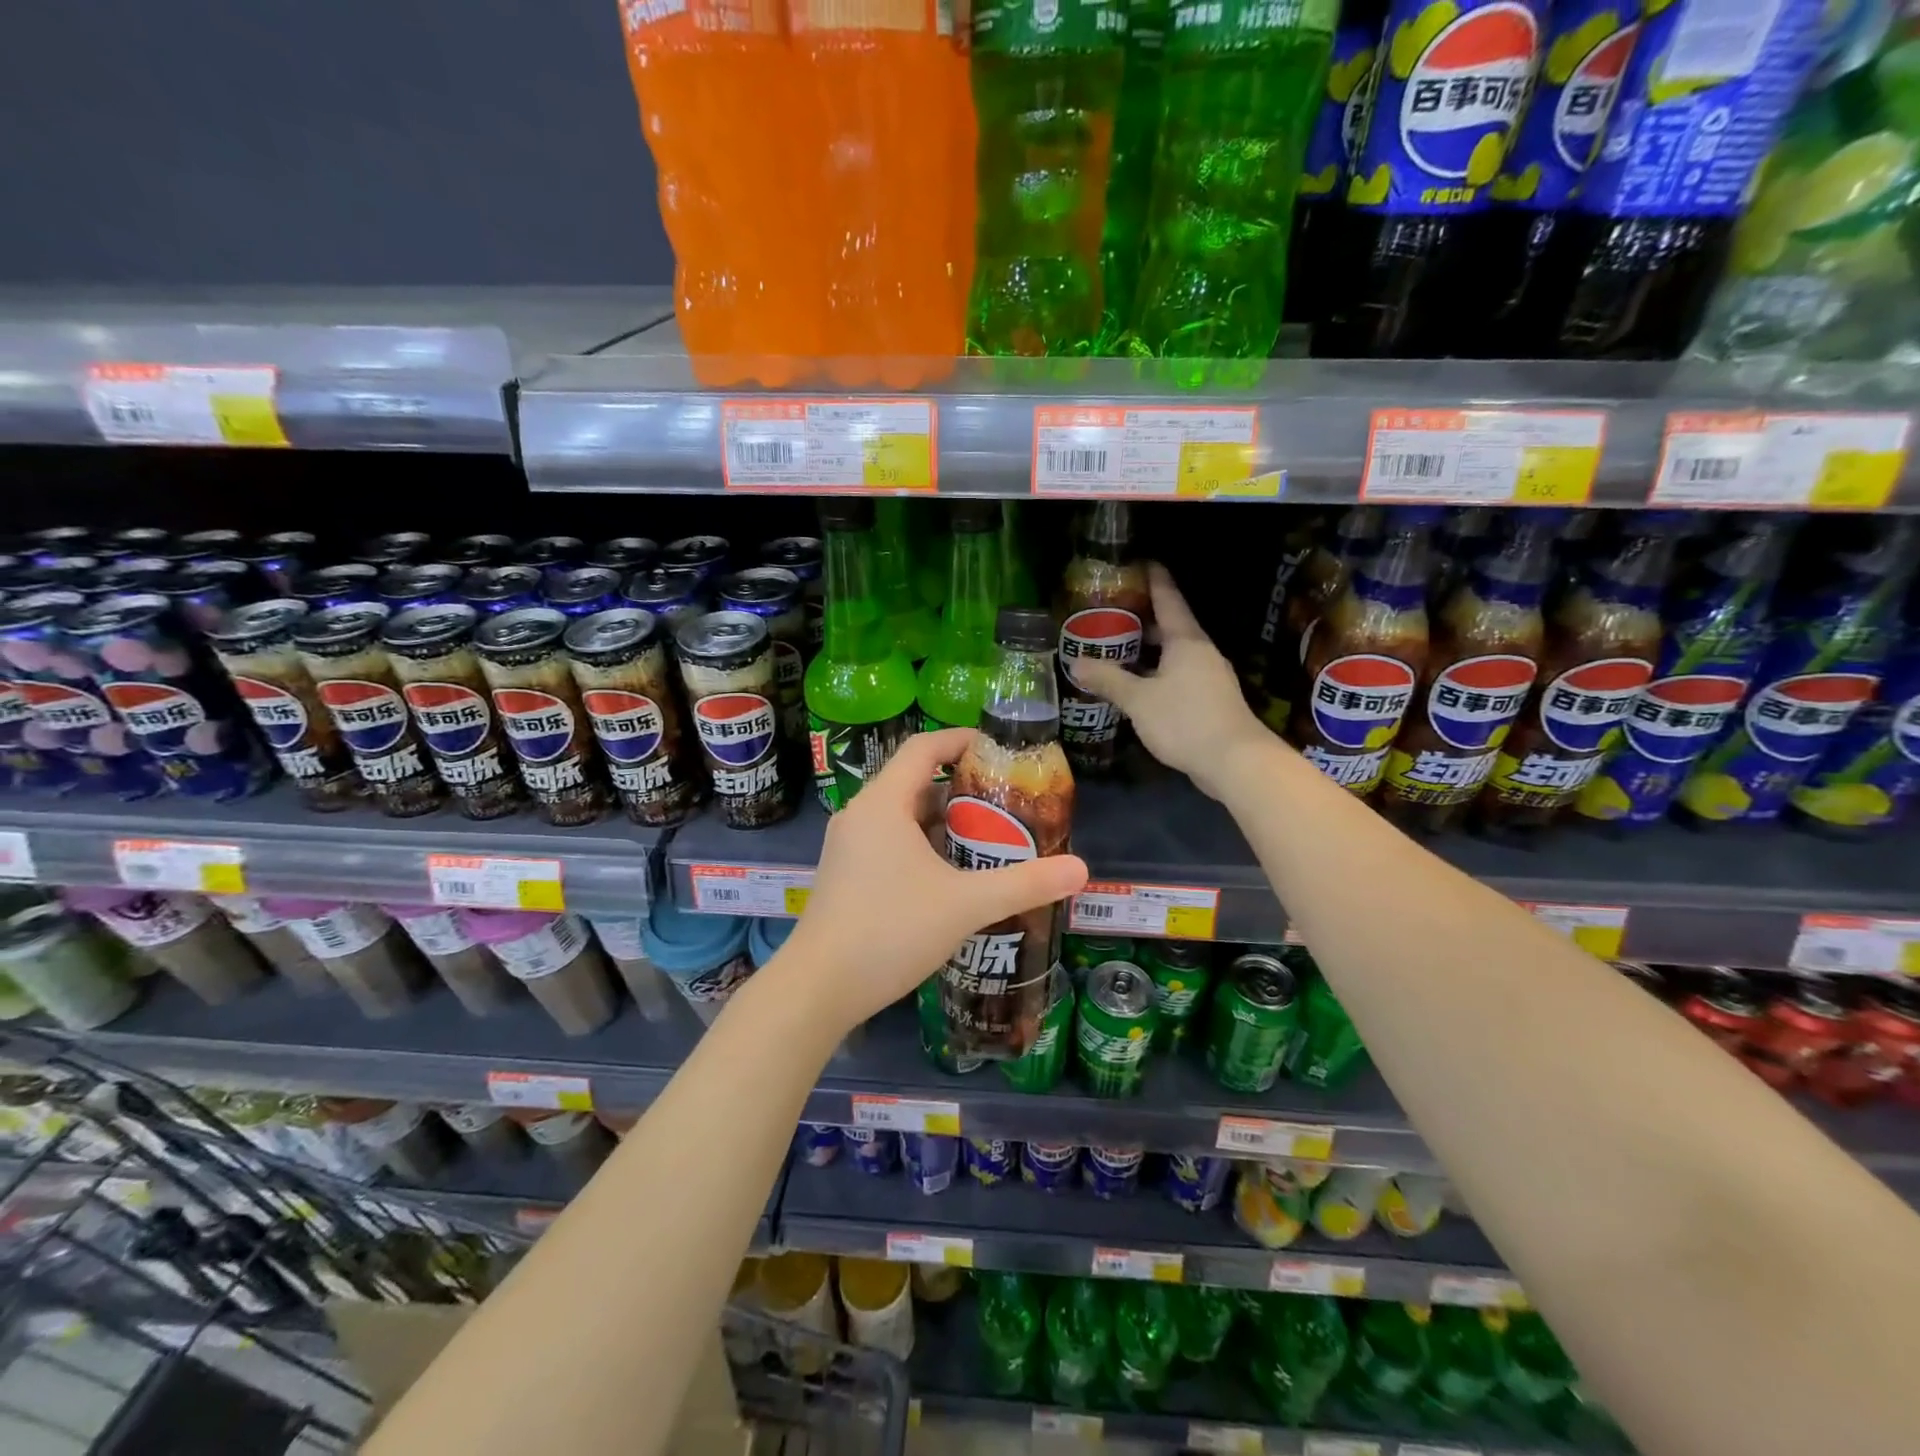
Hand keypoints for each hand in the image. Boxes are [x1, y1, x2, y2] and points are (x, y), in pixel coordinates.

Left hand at [779, 727, 1088, 1033]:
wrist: (818, 989)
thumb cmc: (890, 931)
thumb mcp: (965, 905)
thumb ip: (1024, 884)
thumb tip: (1082, 869)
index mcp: (883, 804)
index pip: (923, 749)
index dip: (960, 740)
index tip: (997, 747)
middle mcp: (860, 816)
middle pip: (914, 783)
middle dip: (960, 789)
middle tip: (1004, 802)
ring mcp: (847, 848)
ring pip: (901, 817)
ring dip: (941, 822)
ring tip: (986, 838)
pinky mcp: (844, 876)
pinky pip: (888, 843)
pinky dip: (921, 845)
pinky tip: (949, 876)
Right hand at [1074, 563, 1280, 800]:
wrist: (1234, 761)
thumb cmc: (1185, 720)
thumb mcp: (1139, 700)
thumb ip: (1108, 680)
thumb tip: (1076, 664)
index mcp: (1186, 641)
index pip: (1169, 599)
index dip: (1155, 579)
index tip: (1143, 562)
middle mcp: (1201, 652)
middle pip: (1170, 626)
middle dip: (1143, 619)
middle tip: (1112, 613)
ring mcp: (1209, 677)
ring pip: (1174, 654)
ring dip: (1149, 650)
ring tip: (1118, 649)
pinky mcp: (1210, 700)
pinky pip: (1179, 675)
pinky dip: (1157, 673)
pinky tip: (1139, 685)